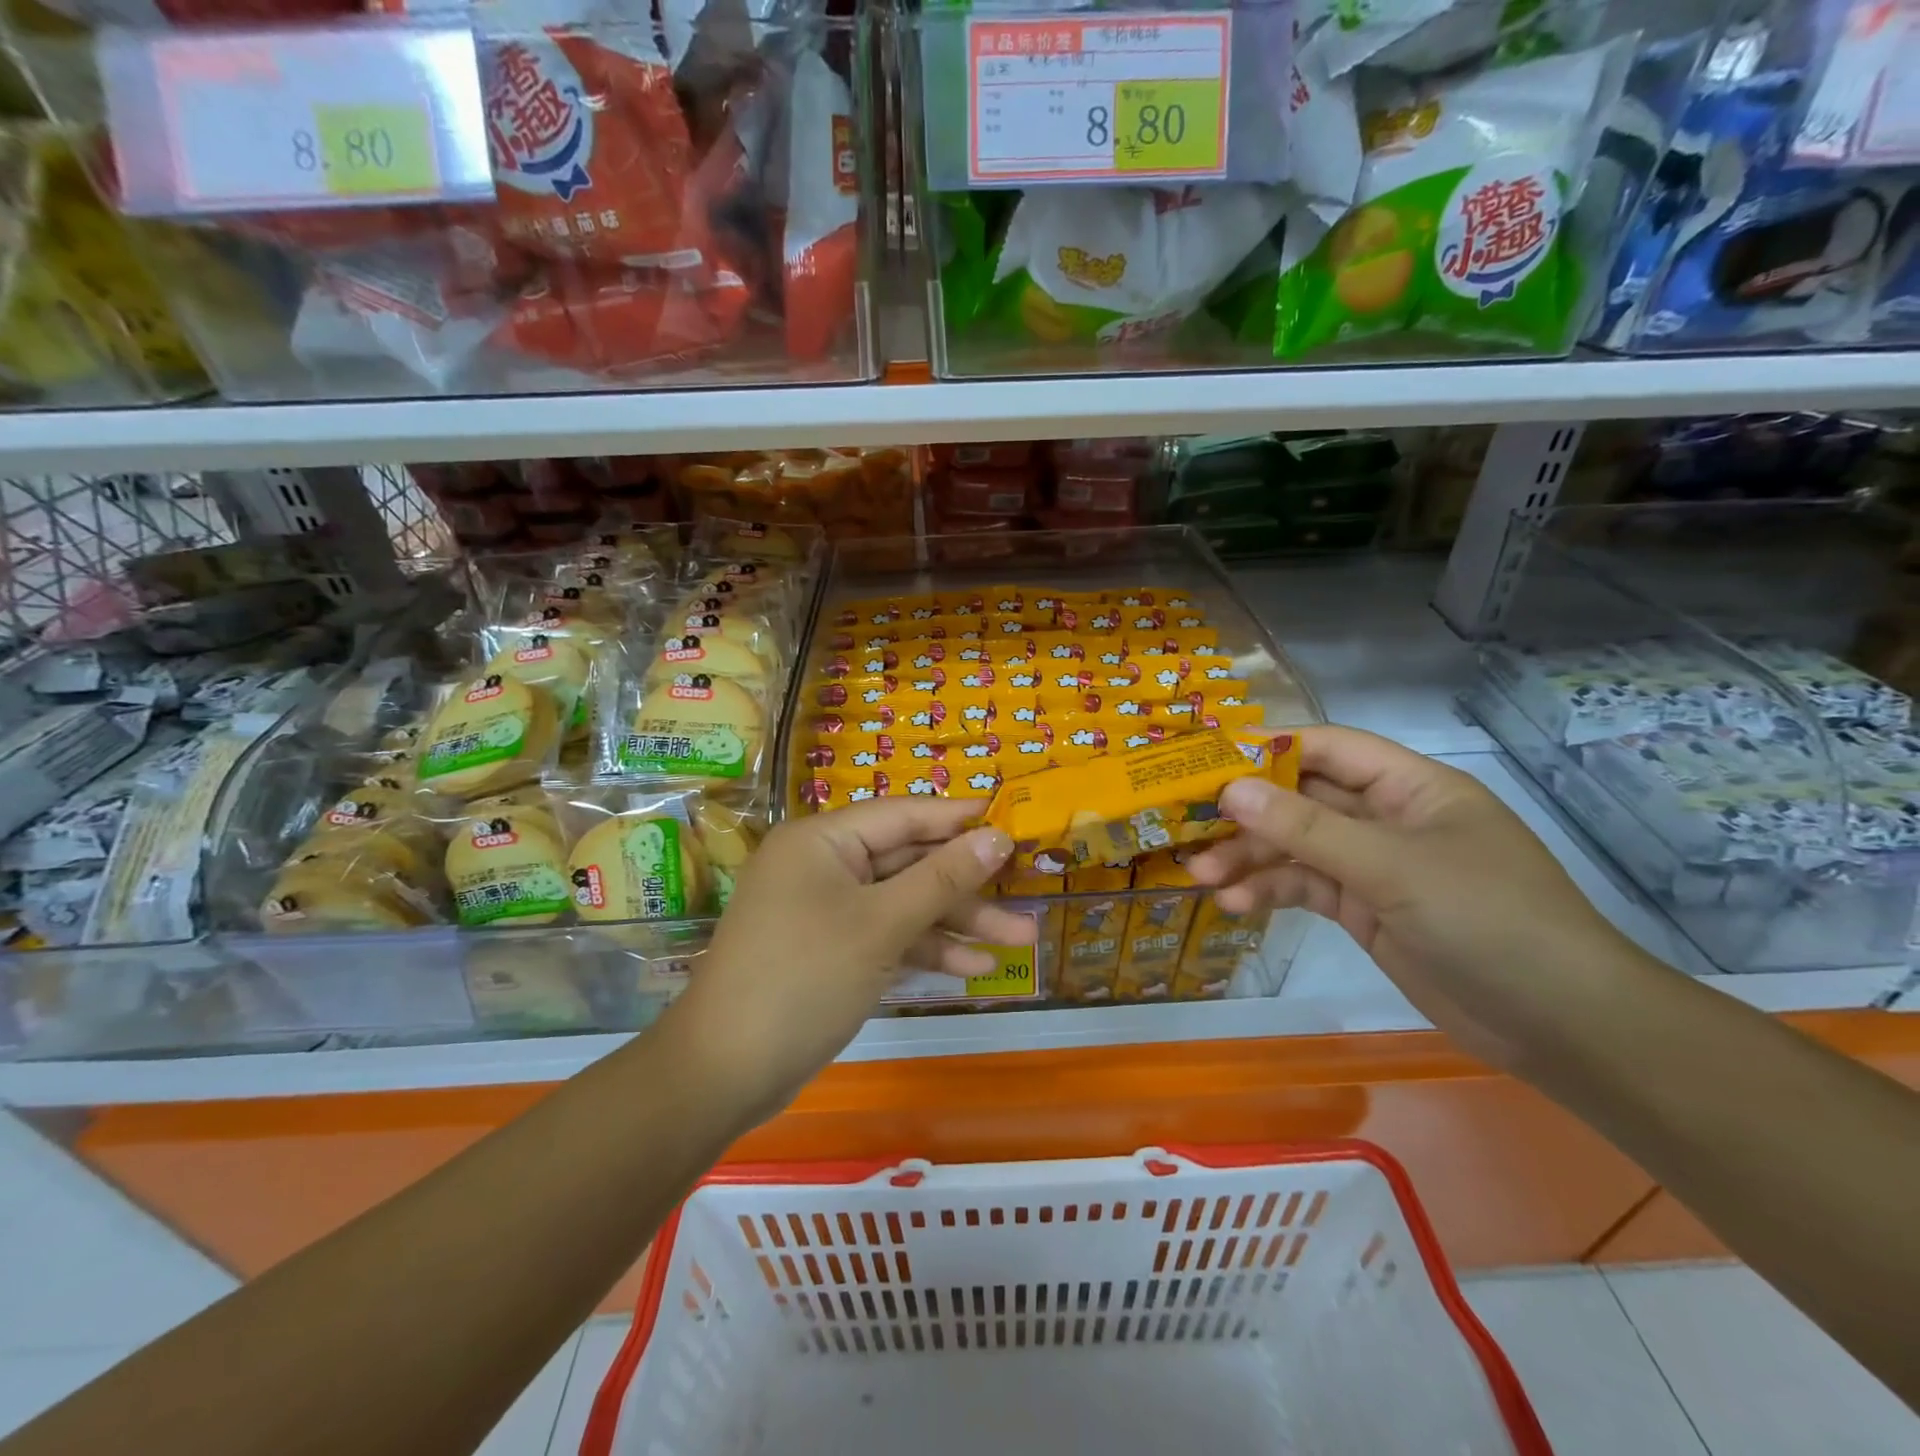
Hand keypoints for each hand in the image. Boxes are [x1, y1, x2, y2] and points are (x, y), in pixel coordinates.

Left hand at [665, 799, 1025, 1119]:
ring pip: (902, 903)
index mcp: (823, 840)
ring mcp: (825, 911)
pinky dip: (924, 949)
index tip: (1012, 821)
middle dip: (966, 886)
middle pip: (908, 863)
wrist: (725, 1072)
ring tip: (1018, 940)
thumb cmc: (805, 978)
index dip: (959, 819)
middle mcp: (823, 866)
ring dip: (955, 923)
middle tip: (1026, 897)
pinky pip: (885, 936)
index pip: (903, 815)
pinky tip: (974, 967)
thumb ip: (942, 878)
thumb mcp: (881, 924)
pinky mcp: (830, 951)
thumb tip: (998, 836)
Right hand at [1186, 725, 1654, 1070]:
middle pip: (1302, 799)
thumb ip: (1307, 828)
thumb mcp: (1391, 866)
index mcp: (1410, 787)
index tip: (1208, 761)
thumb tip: (1230, 790)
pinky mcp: (1364, 910)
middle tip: (1190, 827)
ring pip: (1296, 847)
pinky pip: (1305, 888)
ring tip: (1203, 877)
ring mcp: (1374, 867)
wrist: (1559, 1025)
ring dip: (1250, 858)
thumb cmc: (1487, 919)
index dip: (1269, 749)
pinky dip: (1271, 892)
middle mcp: (1387, 819)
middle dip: (1248, 814)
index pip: (1328, 749)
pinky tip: (1237, 905)